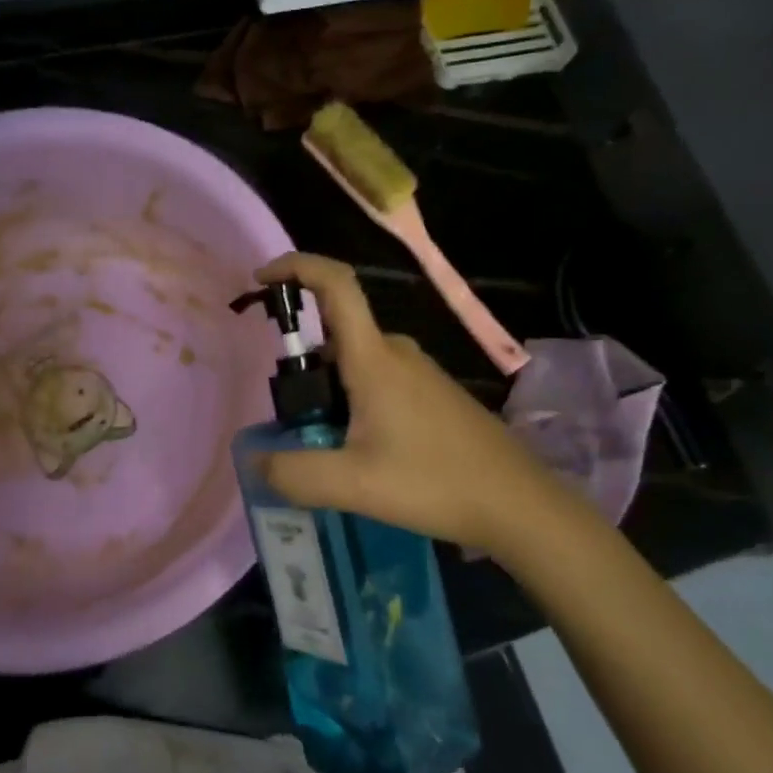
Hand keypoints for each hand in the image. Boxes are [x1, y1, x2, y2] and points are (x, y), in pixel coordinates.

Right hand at [251, 253, 591, 562]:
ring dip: (328, 390)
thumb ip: (294, 473)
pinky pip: (377, 380)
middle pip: (336, 333)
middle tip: (289, 419)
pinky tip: (359, 452)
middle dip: (302, 364)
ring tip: (322, 446)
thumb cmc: (435, 483)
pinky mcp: (432, 393)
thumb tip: (255, 462)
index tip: (261, 280)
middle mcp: (396, 353)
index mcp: (374, 359)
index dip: (296, 268)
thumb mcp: (353, 485)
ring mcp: (419, 372)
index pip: (335, 285)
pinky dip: (352, 401)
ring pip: (356, 362)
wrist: (517, 504)